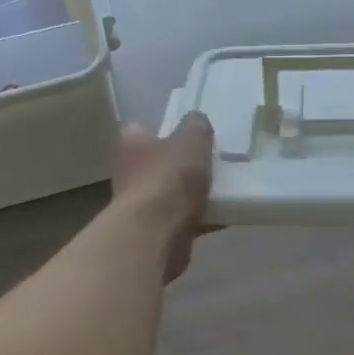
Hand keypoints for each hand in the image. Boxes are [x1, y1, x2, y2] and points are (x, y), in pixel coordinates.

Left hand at [112, 113, 214, 281]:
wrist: (156, 233)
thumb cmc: (169, 176)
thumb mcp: (192, 139)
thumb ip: (197, 125)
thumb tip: (197, 120)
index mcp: (131, 143)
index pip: (141, 128)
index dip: (164, 128)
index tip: (188, 131)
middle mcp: (129, 172)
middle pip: (158, 162)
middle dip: (181, 162)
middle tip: (211, 159)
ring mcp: (139, 204)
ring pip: (171, 192)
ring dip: (191, 192)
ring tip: (224, 187)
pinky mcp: (154, 231)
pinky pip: (183, 218)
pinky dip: (201, 217)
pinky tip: (225, 215)